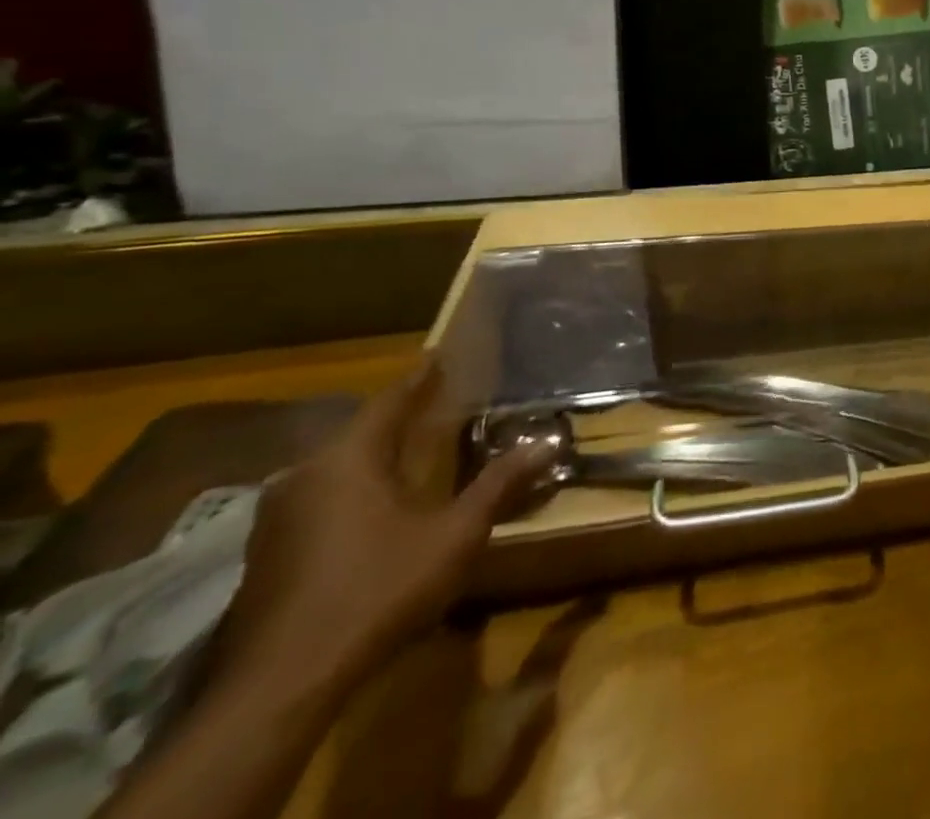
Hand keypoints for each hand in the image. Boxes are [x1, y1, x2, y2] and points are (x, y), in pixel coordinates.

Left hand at [215, 360, 545, 698]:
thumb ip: (498, 485)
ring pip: (336, 467)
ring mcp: (277, 518)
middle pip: (359, 431)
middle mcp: (305, 475)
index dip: (420, 379)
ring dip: (374, 454)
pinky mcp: (267, 554)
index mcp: (347, 459)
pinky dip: (354, 486)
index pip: (390, 400)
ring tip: (413, 448)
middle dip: (399, 416)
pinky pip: (320, 497)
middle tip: (438, 402)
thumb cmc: (377, 590)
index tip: (440, 357)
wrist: (280, 686)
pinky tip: (377, 503)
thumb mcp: (454, 535)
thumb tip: (547, 443)